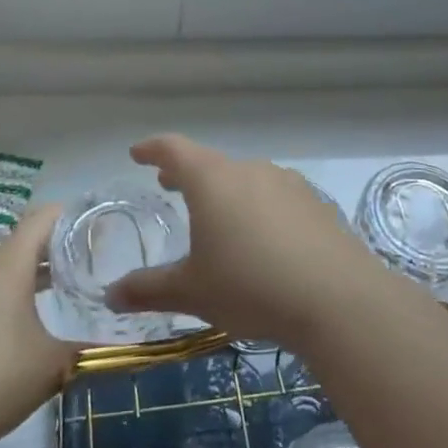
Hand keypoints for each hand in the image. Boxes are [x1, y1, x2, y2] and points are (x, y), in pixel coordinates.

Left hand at [0, 203, 77, 447]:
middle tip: (94, 261)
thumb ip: (88, 348)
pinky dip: (16, 298)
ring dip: (36, 276)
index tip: (100, 225)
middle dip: (59, 249)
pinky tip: (33, 327)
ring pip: (8, 271)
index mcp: (10, 265)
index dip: (72, 215)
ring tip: (69, 292)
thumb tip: (119, 344)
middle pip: (25, 243)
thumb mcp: (54, 364)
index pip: (43, 218)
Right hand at [105, 135, 389, 349]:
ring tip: (217, 215)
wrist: (338, 299)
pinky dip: (258, 207)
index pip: (174, 149)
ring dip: (225, 191)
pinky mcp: (316, 204)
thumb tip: (109, 296)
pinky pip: (276, 197)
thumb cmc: (251, 287)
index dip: (153, 149)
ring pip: (246, 179)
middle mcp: (250, 170)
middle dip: (187, 173)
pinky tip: (263, 238)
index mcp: (213, 180)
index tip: (138, 153)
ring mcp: (287, 184)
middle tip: (170, 185)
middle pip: (211, 163)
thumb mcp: (192, 292)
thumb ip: (148, 290)